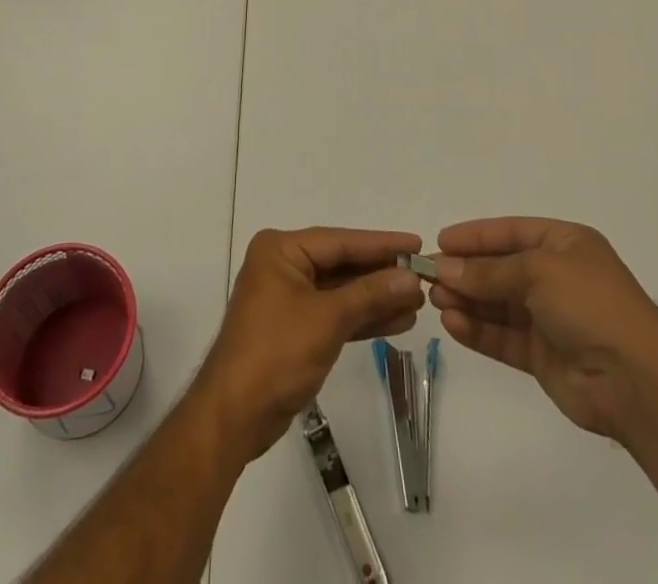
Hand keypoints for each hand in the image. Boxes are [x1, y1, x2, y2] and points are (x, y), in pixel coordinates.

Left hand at [194, 227, 423, 461]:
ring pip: (341, 291)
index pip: (340, 241)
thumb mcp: (327, 318)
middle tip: (423, 275)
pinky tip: (396, 321)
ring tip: (418, 302)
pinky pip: (335, 314)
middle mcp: (283, 266)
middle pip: (342, 264)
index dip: (381, 244)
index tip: (417, 243)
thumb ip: (370, 294)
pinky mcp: (295, 329)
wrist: (234, 417)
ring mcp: (288, 298)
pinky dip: (362, 318)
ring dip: (377, 298)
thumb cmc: (276, 354)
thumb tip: (411, 277)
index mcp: (281, 250)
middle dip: (381, 274)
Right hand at [430, 217, 657, 440]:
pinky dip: (478, 331)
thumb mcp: (538, 272)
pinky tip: (453, 324)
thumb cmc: (592, 305)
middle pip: (500, 268)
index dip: (475, 236)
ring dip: (467, 300)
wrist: (638, 382)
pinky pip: (503, 337)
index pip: (510, 233)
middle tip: (428, 275)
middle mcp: (556, 277)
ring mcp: (550, 318)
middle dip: (466, 271)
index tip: (440, 241)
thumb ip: (488, 272)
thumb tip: (443, 268)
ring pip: (498, 304)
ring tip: (436, 300)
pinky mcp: (543, 356)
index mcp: (565, 245)